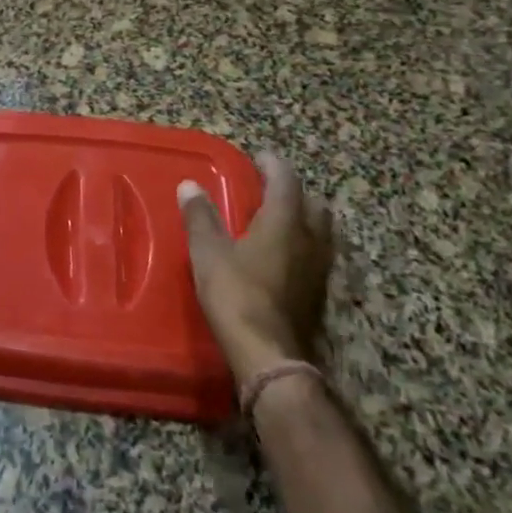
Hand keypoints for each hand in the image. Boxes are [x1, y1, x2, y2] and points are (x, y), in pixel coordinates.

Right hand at [179, 151, 333, 377]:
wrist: (269, 355)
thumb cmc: (236, 294)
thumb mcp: (209, 252)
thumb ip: (200, 216)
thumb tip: (190, 185)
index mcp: (285, 221)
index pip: (286, 180)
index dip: (273, 164)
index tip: (258, 157)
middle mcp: (311, 239)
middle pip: (313, 204)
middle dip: (294, 192)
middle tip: (269, 190)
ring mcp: (320, 269)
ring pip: (321, 232)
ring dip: (303, 219)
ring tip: (278, 221)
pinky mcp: (320, 294)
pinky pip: (318, 256)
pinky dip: (304, 246)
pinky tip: (283, 257)